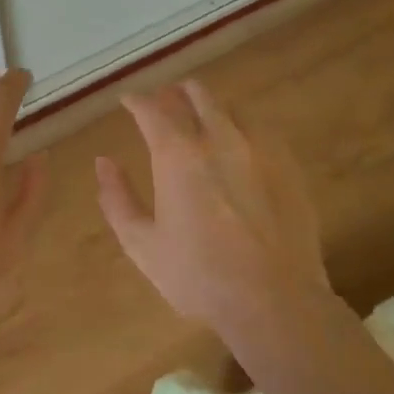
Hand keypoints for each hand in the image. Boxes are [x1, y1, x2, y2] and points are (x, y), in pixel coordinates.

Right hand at [96, 80, 328, 330]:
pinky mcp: (289, 166)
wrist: (274, 300)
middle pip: (197, 95)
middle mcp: (218, 138)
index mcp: (177, 154)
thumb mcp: (142, 244)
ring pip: (232, 108)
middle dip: (177, 92)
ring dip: (212, 108)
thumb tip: (103, 162)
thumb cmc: (198, 276)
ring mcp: (259, 149)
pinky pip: (263, 131)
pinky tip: (243, 146)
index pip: (152, 109)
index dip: (137, 101)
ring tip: (205, 120)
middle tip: (167, 100)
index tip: (128, 101)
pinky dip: (244, 129)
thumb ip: (118, 198)